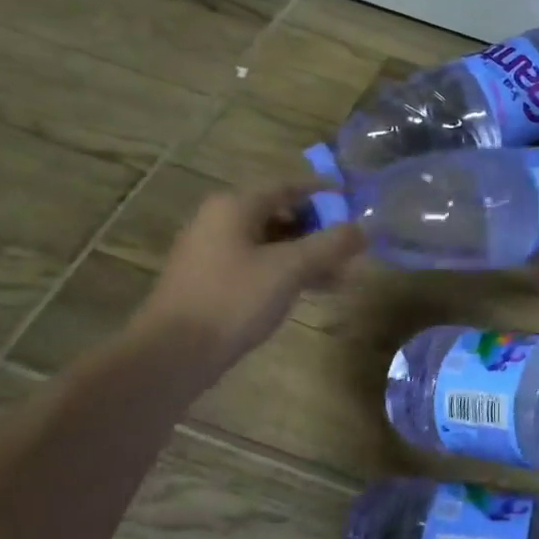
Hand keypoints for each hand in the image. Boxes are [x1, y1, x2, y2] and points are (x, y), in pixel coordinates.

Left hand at [130, 180, 363, 384]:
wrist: (174, 352)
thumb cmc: (234, 299)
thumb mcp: (291, 268)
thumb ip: (331, 245)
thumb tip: (364, 228)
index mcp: (235, 206)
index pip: (289, 186)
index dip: (324, 192)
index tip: (354, 200)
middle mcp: (221, 220)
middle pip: (282, 213)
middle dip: (320, 229)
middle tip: (352, 247)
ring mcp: (214, 251)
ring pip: (273, 242)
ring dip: (308, 254)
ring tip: (340, 276)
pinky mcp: (214, 279)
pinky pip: (260, 263)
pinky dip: (288, 271)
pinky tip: (311, 291)